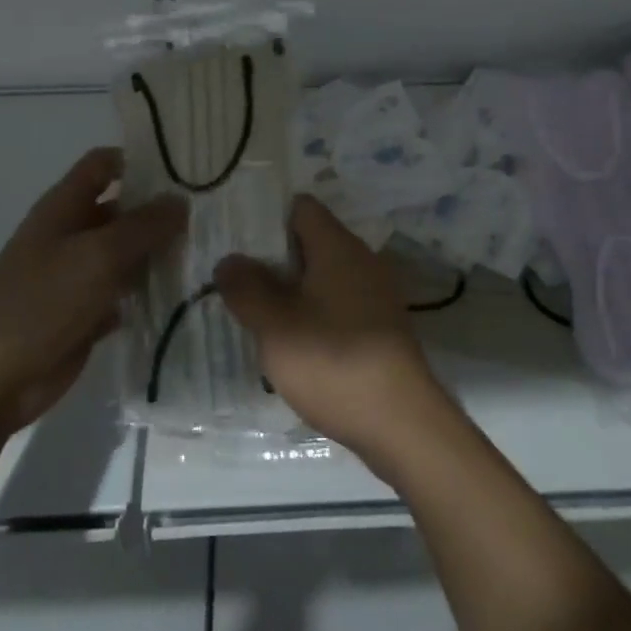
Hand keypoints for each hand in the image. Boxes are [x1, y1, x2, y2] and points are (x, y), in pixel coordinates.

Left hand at [0, 148, 185, 435]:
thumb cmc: (43, 302)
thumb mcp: (98, 255)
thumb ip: (143, 225)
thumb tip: (180, 200)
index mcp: (63, 208)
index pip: (103, 165)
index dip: (138, 161)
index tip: (183, 171)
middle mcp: (70, 234)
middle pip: (121, 209)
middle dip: (158, 212)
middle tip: (208, 218)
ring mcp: (77, 275)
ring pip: (126, 253)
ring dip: (157, 254)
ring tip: (206, 254)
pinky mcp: (85, 312)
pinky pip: (123, 292)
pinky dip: (146, 292)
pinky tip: (181, 295)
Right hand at [214, 194, 443, 457]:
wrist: (401, 422)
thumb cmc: (333, 362)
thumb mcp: (276, 326)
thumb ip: (247, 288)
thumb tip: (230, 259)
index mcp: (338, 247)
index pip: (301, 208)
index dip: (267, 219)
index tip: (236, 241)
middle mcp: (361, 261)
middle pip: (311, 242)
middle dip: (273, 258)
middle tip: (236, 281)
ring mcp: (375, 294)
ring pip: (323, 276)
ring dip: (291, 290)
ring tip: (255, 313)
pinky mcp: (380, 327)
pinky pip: (338, 303)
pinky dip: (313, 312)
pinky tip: (292, 342)